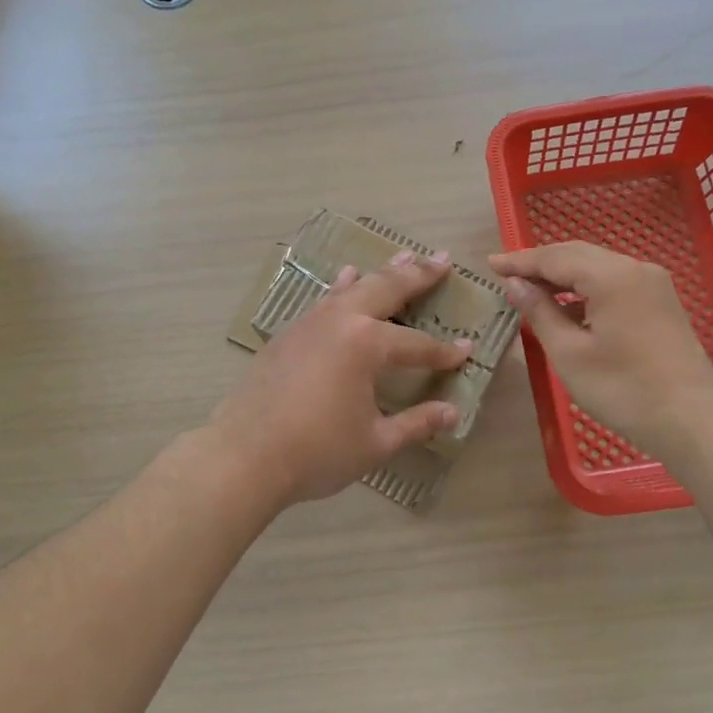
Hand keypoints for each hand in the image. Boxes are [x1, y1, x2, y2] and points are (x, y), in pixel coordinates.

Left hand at [209, 251, 471, 506]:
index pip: (417, 345)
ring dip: (381, 273)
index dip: (444, 351)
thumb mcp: (375, 442)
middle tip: (442, 259)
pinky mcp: (288, 333)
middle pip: (386, 290)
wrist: (244, 455)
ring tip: (403, 257)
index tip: (468, 349)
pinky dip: (341, 287)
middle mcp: (340, 321)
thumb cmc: (316, 451)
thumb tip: (452, 413)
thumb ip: (416, 424)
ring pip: (353, 287)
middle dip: (418, 275)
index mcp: (366, 344)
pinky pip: (324, 299)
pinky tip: (345, 278)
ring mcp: (310, 322)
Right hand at [488, 242, 712, 454]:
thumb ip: (540, 312)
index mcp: (611, 275)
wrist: (694, 421)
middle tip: (506, 275)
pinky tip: (567, 309)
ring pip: (597, 268)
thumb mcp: (569, 353)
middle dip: (540, 264)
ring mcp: (653, 285)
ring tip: (530, 291)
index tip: (490, 264)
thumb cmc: (623, 389)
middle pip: (577, 255)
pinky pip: (614, 283)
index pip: (554, 257)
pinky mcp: (661, 303)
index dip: (520, 261)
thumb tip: (516, 285)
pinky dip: (585, 290)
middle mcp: (635, 269)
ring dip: (563, 276)